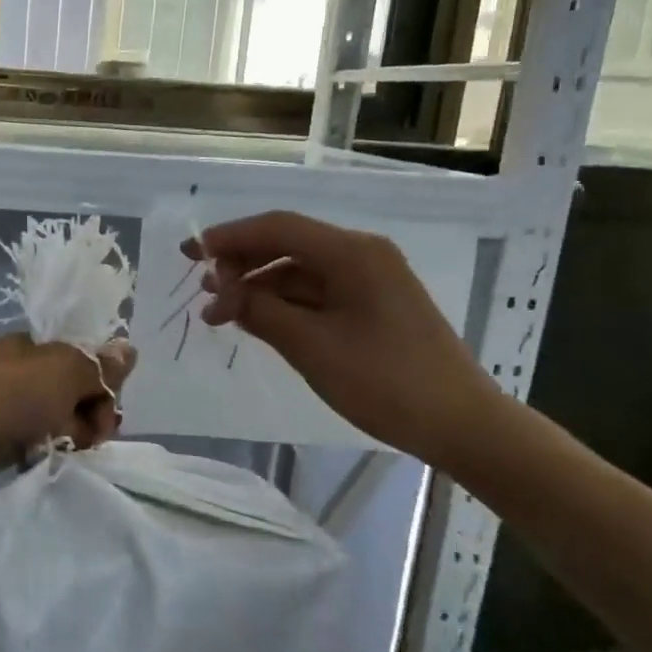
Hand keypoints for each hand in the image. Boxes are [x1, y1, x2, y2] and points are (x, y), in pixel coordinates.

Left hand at [0, 334, 135, 466]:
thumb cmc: (8, 394)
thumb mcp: (64, 371)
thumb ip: (98, 365)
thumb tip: (128, 350)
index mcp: (33, 346)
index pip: (83, 362)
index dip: (103, 388)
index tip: (108, 415)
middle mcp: (16, 371)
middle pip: (69, 392)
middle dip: (88, 417)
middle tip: (86, 438)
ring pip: (49, 420)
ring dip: (65, 437)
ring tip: (61, 452)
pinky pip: (26, 442)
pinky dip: (37, 451)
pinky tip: (35, 460)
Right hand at [184, 212, 500, 470]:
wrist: (462, 424)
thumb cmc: (385, 381)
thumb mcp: (311, 347)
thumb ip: (261, 312)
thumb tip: (224, 293)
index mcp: (352, 253)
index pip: (278, 228)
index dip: (229, 237)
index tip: (189, 253)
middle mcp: (362, 255)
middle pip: (287, 244)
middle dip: (240, 262)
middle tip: (201, 289)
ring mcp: (370, 280)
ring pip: (299, 270)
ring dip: (258, 286)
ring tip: (220, 313)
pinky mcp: (372, 305)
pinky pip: (316, 292)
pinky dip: (283, 303)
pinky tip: (256, 321)